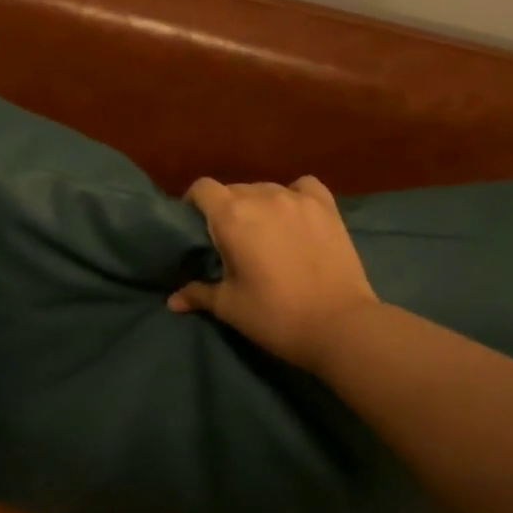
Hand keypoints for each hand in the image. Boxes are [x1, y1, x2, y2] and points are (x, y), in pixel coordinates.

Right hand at [168, 177, 376, 372]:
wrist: (340, 325)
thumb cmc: (275, 315)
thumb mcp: (229, 307)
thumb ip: (198, 294)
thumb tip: (172, 301)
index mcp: (231, 216)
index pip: (202, 188)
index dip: (194, 203)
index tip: (195, 225)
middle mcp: (262, 197)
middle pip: (233, 189)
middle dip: (226, 209)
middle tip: (230, 240)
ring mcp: (297, 199)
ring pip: (265, 189)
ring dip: (258, 205)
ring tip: (264, 232)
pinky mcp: (327, 207)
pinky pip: (303, 187)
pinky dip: (294, 196)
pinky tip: (295, 215)